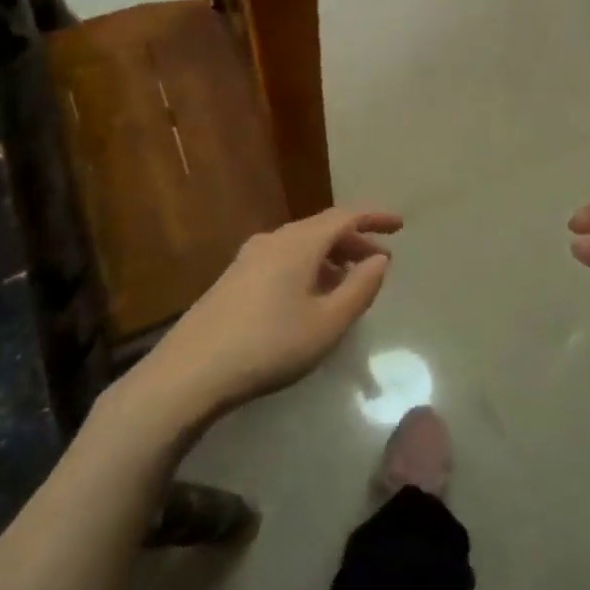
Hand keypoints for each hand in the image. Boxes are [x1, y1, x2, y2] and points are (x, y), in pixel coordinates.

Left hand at [132, 206, 402, 423]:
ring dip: (331, 256)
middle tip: (379, 260)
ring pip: (301, 244)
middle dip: (355, 240)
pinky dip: (308, 266)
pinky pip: (283, 258)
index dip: (375, 217)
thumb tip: (379, 259)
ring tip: (350, 281)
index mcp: (299, 243)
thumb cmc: (269, 345)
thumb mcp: (328, 323)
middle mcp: (274, 240)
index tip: (400, 225)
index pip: (345, 216)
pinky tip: (311, 296)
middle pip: (322, 228)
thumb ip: (360, 288)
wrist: (189, 373)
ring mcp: (249, 257)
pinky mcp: (233, 278)